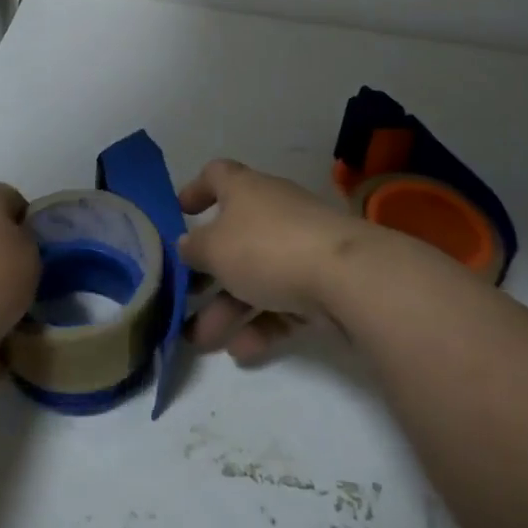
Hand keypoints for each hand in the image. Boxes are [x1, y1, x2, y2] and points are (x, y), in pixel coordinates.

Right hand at [178, 159, 365, 365]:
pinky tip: (242, 351)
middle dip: (207, 272)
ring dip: (227, 308)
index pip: (217, 175)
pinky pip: (283, 302)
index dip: (196, 189)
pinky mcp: (322, 282)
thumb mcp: (215, 248)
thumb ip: (194, 248)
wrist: (347, 278)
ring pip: (256, 276)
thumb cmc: (268, 248)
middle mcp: (273, 212)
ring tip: (203, 341)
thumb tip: (187, 245)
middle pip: (233, 238)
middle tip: (184, 297)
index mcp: (246, 190)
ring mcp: (300, 247)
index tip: (179, 212)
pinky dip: (261, 324)